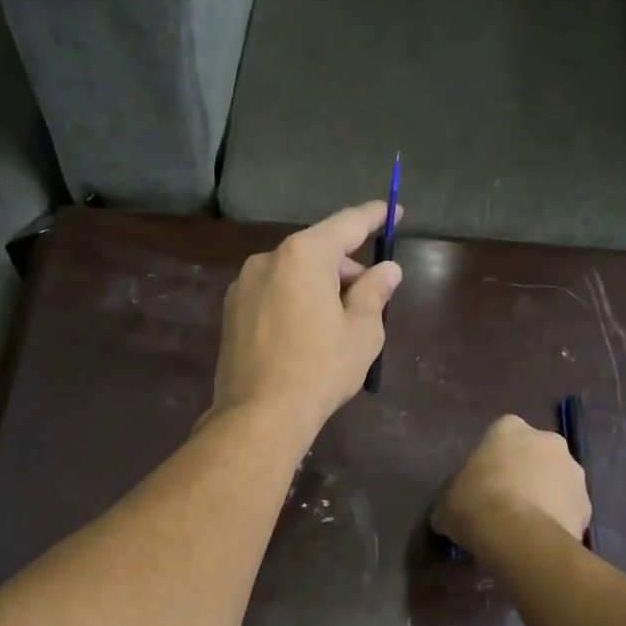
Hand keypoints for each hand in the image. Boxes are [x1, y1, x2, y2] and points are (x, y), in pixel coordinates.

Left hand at [211, 202, 403, 434]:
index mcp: (304, 256)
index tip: (394, 211)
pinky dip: (295, 300)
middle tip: (369, 296)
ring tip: (337, 322)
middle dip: (346, 267)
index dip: (374, 216)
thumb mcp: (362, 332)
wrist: (259, 414)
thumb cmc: (320, 369)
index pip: (347, 224)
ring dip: (319, 285)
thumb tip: (387, 270)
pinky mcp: (231, 312)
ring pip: (293, 273)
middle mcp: (267, 260)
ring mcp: (243, 285)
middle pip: (317, 250)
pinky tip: (305, 333)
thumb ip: (375, 292)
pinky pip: (273, 293)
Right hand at [433, 415, 590, 553]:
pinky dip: (558, 519)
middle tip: (506, 502)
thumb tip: (451, 511)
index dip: (493, 459)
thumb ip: (455, 494)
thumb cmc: (474, 503)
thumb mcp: (447, 499)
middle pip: (535, 454)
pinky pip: (569, 508)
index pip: (501, 435)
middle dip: (525, 473)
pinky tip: (540, 538)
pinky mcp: (587, 503)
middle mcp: (547, 440)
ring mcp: (573, 470)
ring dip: (545, 495)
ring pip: (556, 480)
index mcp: (509, 428)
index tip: (483, 482)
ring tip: (525, 525)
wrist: (518, 536)